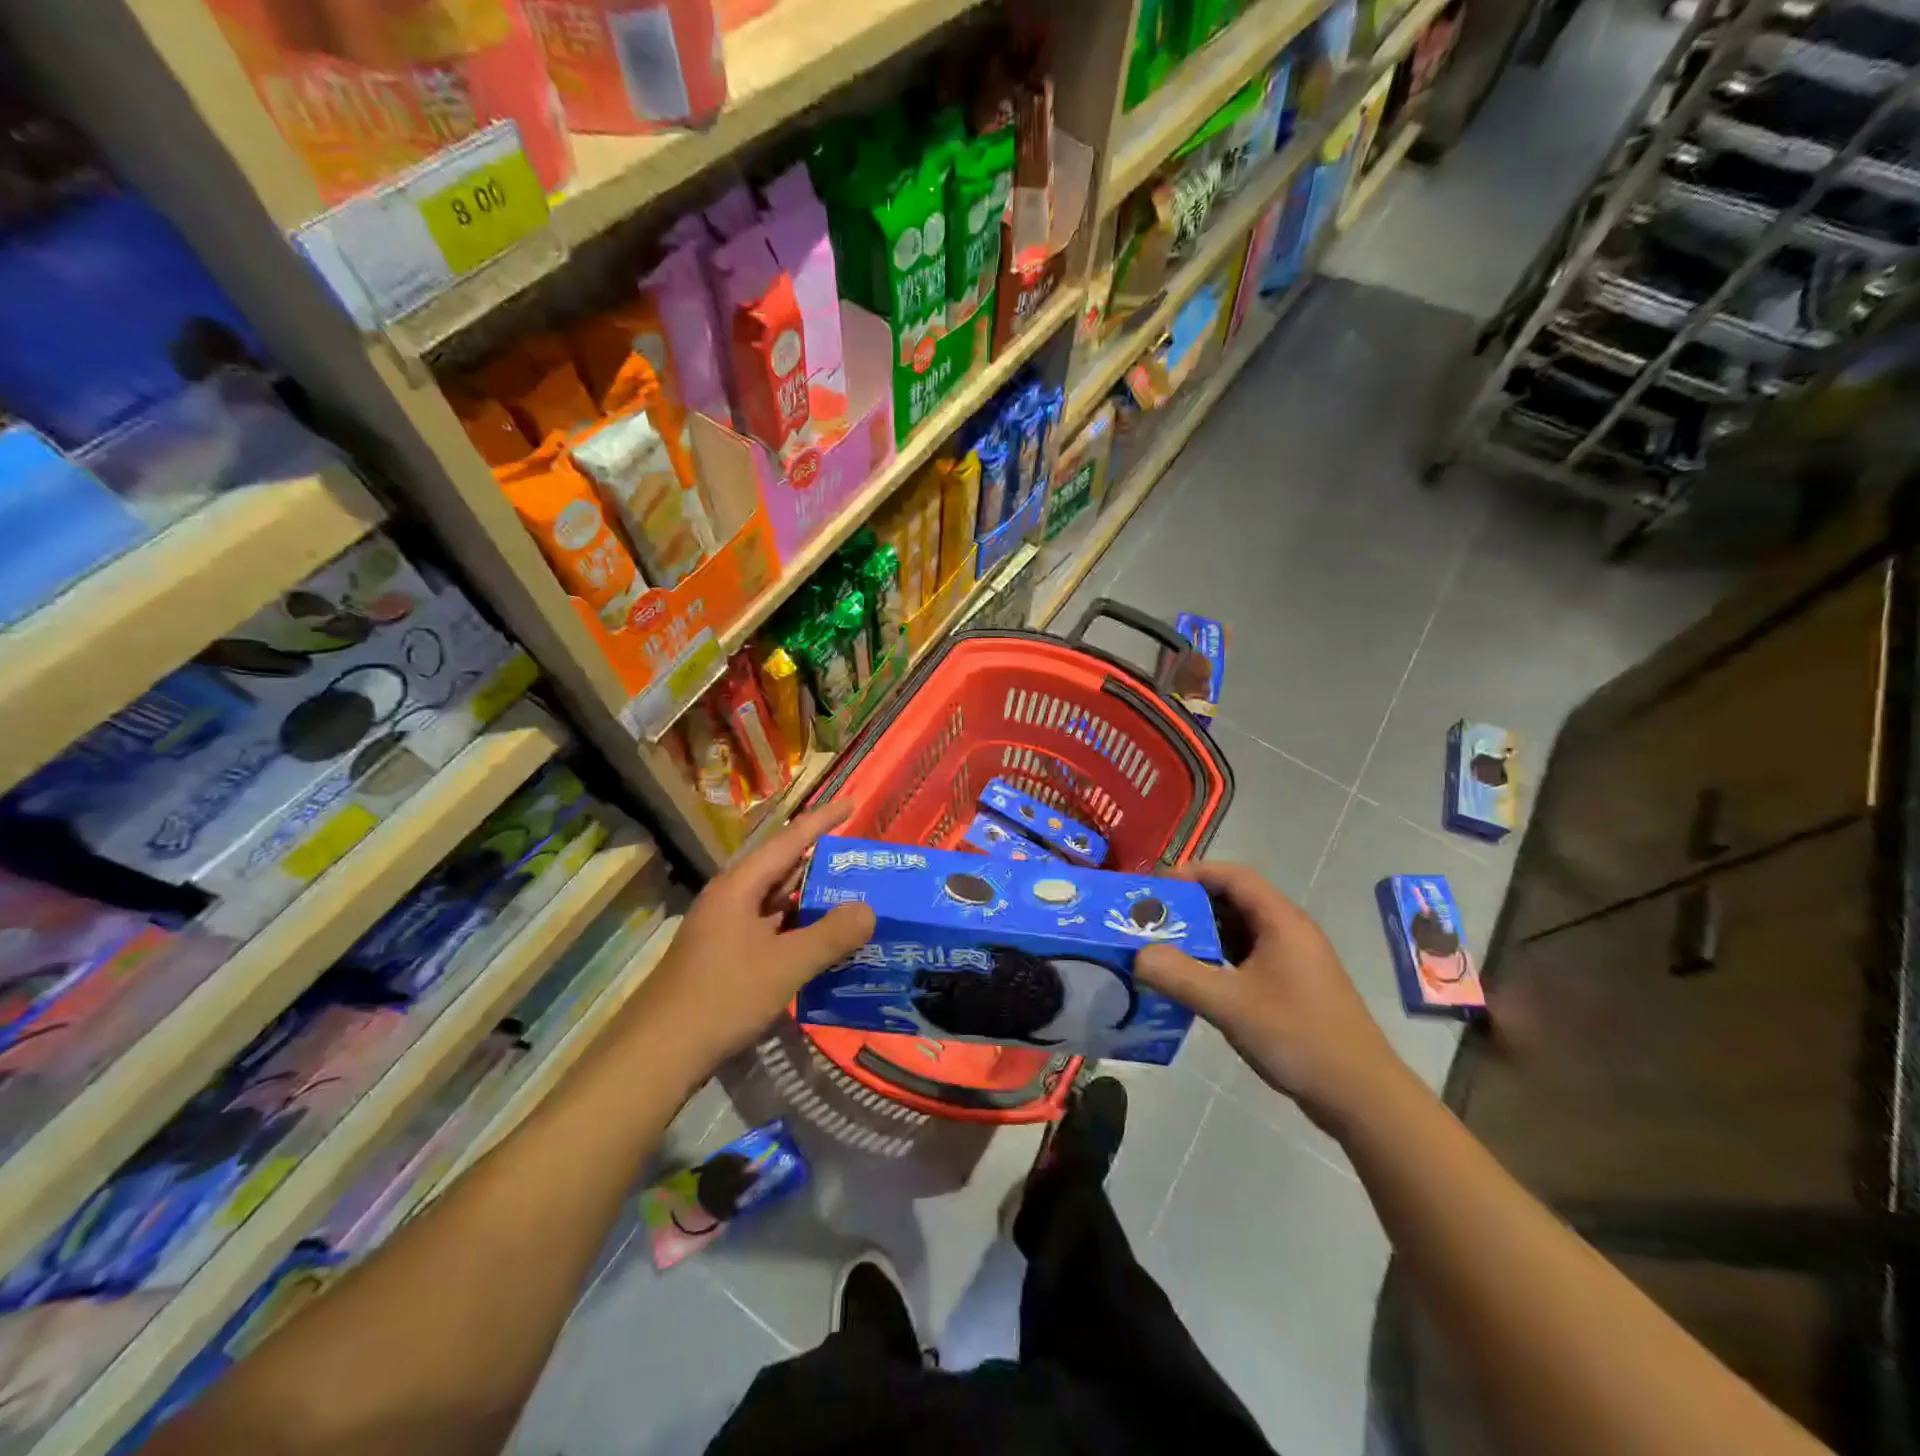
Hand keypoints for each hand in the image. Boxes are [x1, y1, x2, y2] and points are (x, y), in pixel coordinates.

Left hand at [627, 802, 874, 1074]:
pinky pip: (773, 932)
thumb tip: (869, 910)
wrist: (658, 1054)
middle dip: (824, 864)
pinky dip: (801, 932)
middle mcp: (732, 899)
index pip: (789, 840)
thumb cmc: (722, 998)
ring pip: (780, 904)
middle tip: (866, 861)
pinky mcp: (728, 958)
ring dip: (814, 902)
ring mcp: (728, 930)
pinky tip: (827, 945)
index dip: (822, 820)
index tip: (852, 802)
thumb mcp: (785, 965)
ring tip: (857, 899)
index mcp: (740, 886)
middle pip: (785, 870)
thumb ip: (831, 935)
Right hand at [1135, 862, 1414, 1132]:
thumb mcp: (1230, 1004)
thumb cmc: (1298, 1036)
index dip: (1194, 874)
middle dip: (1192, 905)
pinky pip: (1248, 957)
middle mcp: (1289, 931)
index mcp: (1281, 921)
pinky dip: (1219, 959)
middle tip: (1152, 917)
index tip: (1156, 886)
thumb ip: (1180, 975)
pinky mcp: (1293, 987)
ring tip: (1164, 945)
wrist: (1361, 1096)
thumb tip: (1138, 955)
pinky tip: (1195, 978)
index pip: (1233, 877)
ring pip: (1241, 931)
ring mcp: (1294, 960)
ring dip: (1204, 933)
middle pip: (1235, 901)